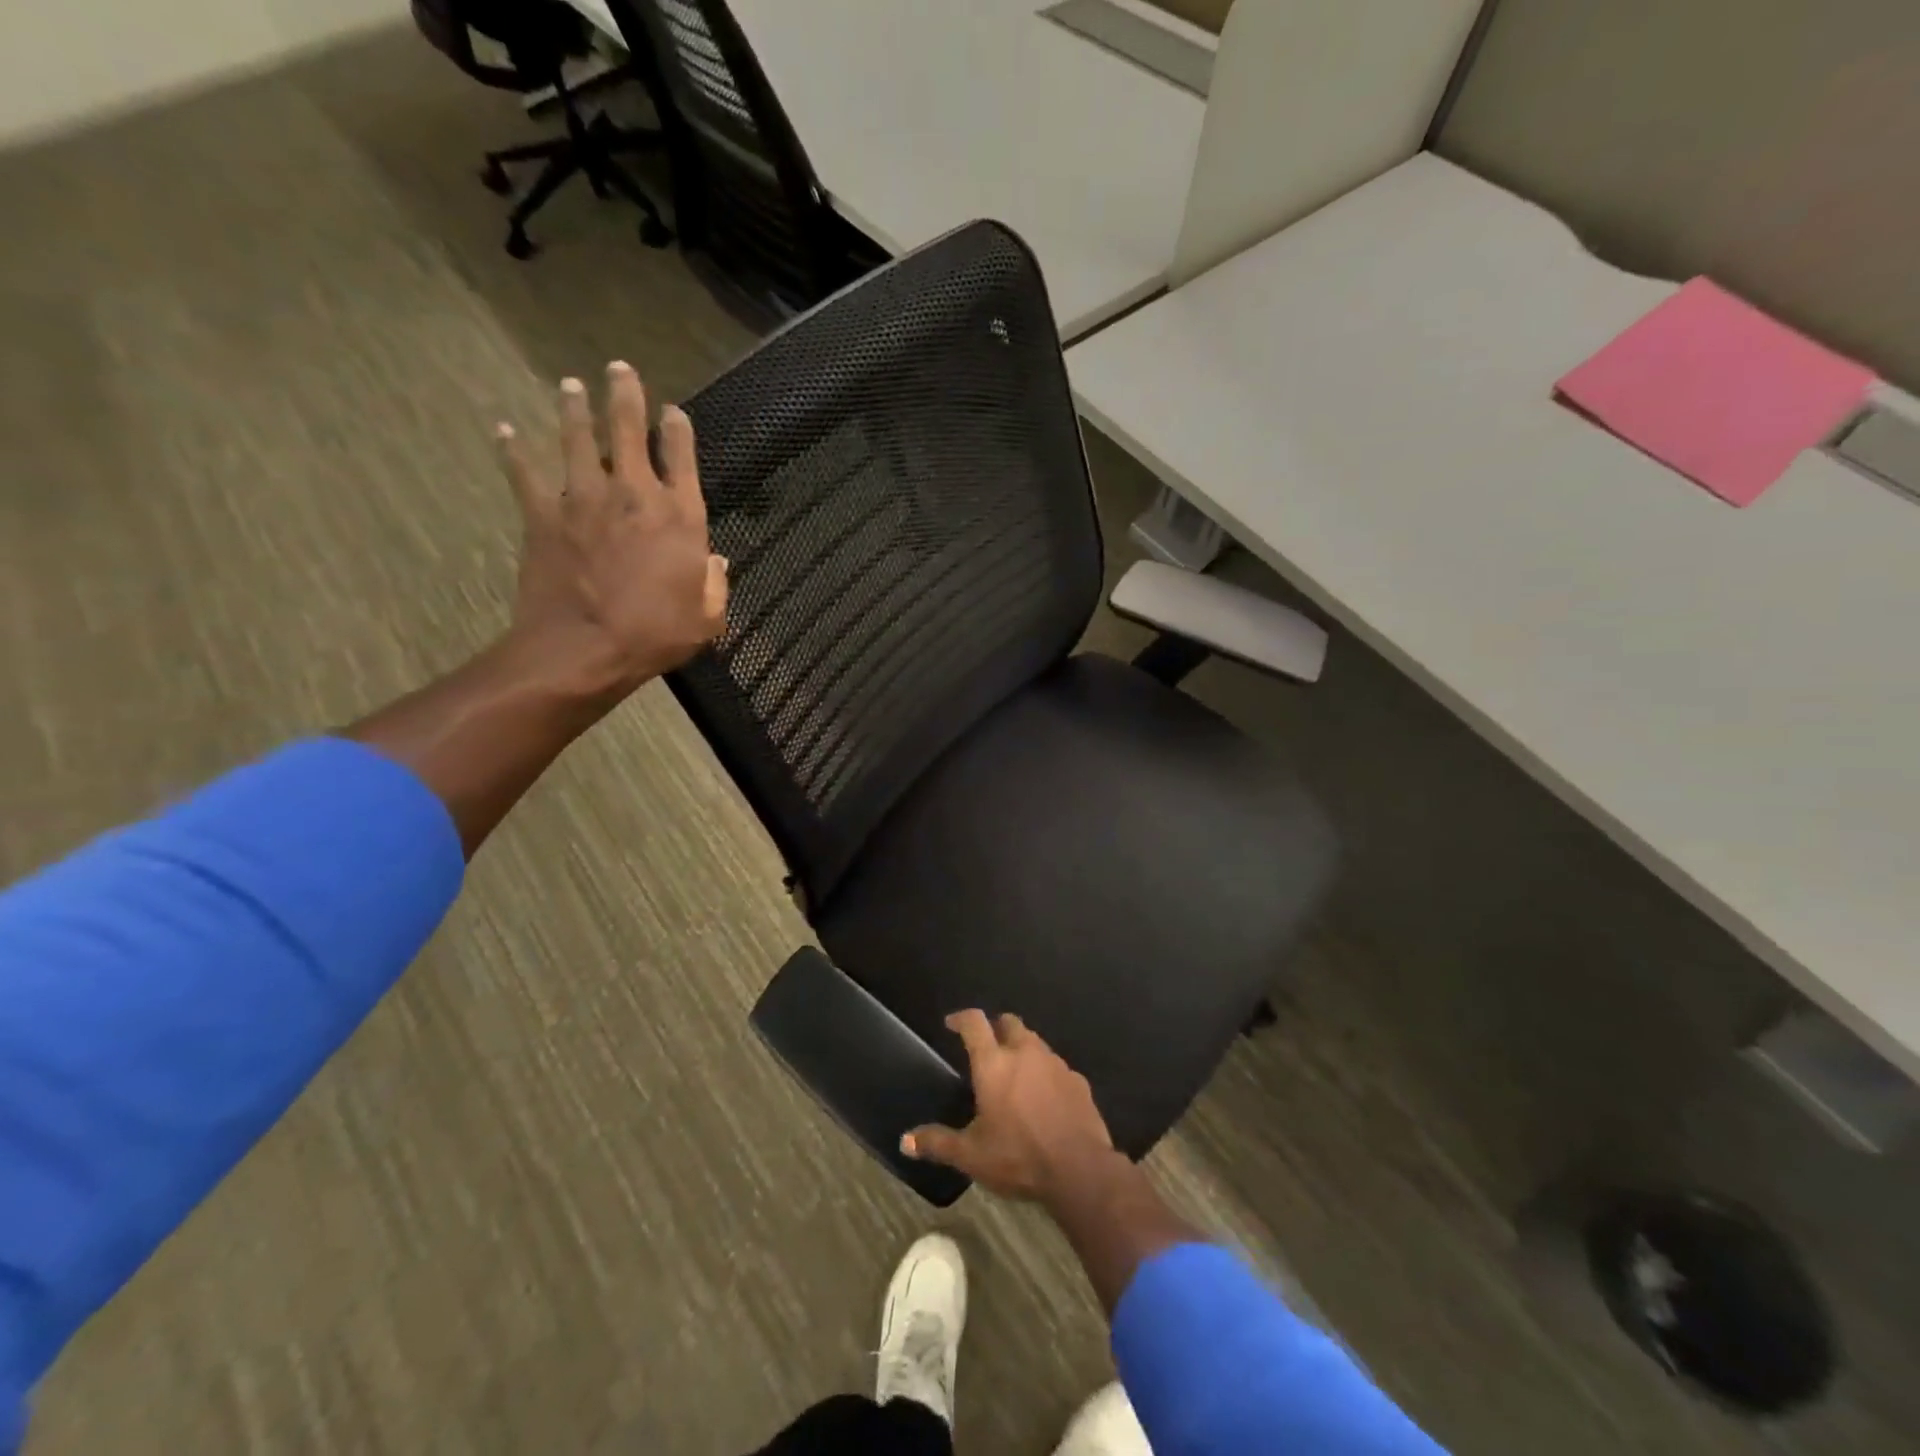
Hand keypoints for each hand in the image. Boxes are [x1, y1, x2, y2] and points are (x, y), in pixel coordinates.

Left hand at [497, 362, 728, 698]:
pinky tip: (504, 430)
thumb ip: (715, 584)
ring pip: (577, 439)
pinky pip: (524, 473)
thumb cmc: (655, 635)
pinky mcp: (544, 515)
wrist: (584, 649)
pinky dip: (513, 450)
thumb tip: (717, 561)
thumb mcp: (707, 618)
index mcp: (680, 517)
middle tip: (620, 369)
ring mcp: (585, 500)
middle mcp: (634, 494)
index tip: (673, 410)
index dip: (677, 429)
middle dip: (626, 395)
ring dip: (574, 409)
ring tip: (570, 384)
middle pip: (628, 430)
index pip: (681, 457)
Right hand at [902, 1010, 1119, 1202]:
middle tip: (987, 1048)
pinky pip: (1056, 1067)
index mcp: (994, 1063)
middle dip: (996, 1029)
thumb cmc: (1018, 1157)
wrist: (1079, 1170)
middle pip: (1009, 1022)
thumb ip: (938, 1143)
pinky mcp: (1078, 1080)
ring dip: (1022, 1050)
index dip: (961, 1018)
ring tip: (1014, 1074)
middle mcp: (1025, 1052)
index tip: (952, 1023)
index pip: (975, 1023)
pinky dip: (1045, 1073)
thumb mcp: (971, 1155)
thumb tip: (904, 1141)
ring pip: (1035, 1042)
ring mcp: (1055, 1064)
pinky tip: (1044, 1098)